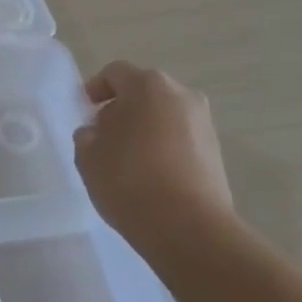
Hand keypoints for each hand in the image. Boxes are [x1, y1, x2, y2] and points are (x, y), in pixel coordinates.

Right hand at [73, 62, 232, 257]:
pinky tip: (150, 175)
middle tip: (103, 135)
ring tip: (127, 159)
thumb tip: (98, 133)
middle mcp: (182, 95)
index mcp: (148, 85)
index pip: (115, 73)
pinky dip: (163, 147)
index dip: (95, 88)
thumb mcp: (88, 155)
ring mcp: (204, 124)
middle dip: (122, 108)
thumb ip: (88, 135)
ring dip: (145, 128)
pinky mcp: (217, 153)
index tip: (85, 111)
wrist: (190, 228)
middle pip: (144, 92)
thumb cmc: (130, 180)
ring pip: (164, 115)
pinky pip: (180, 138)